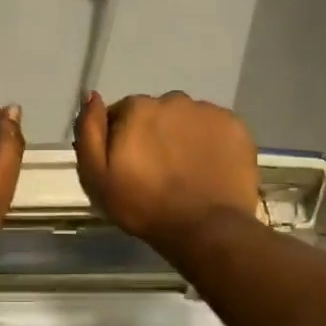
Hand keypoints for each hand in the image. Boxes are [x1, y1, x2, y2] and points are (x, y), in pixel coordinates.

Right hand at [75, 91, 259, 254]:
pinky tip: (207, 168)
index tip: (127, 165)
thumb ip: (89, 132)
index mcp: (137, 108)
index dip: (121, 139)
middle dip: (153, 134)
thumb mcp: (96, 176)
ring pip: (186, 119)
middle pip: (156, 113)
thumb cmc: (143, 205)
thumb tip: (92, 96)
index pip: (121, 113)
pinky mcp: (236, 127)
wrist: (205, 228)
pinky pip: (214, 128)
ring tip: (185, 171)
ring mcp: (208, 112)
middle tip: (157, 171)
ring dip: (182, 136)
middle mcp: (173, 99)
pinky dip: (209, 142)